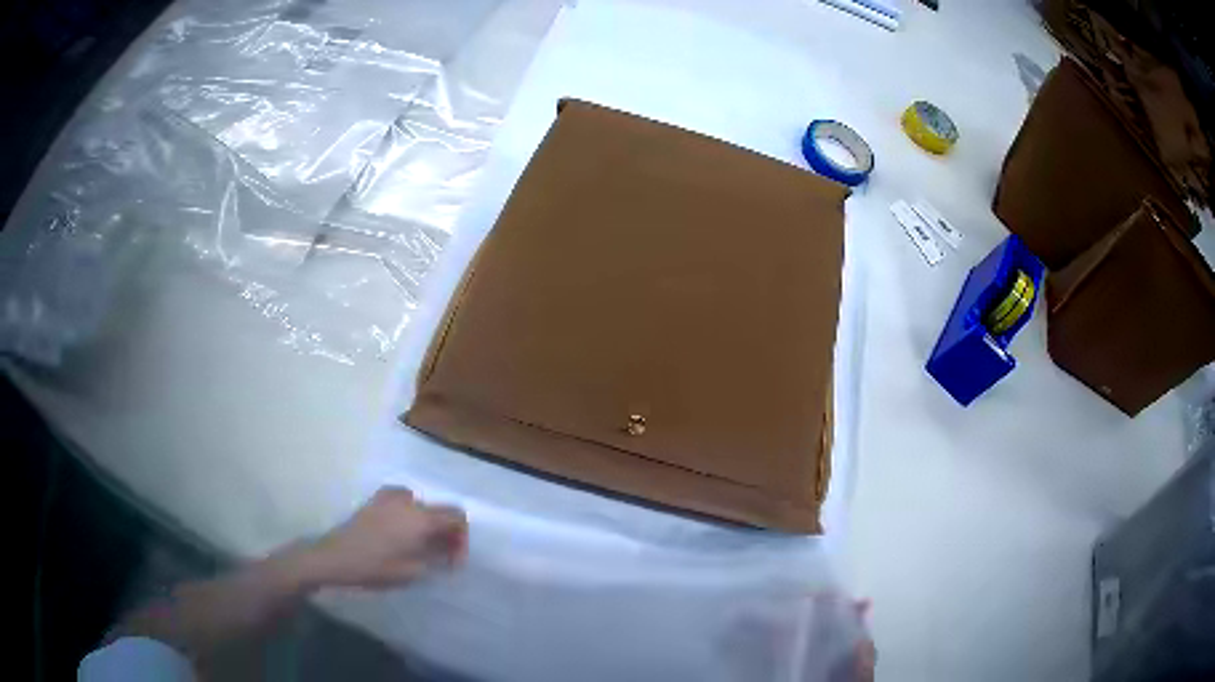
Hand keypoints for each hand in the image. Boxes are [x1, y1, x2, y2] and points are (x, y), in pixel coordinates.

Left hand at [300, 487, 468, 588]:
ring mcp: (389, 497)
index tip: (454, 561)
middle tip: (442, 558)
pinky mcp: (375, 500)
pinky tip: (401, 535)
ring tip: (422, 547)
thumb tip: (446, 551)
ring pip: (421, 507)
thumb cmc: (375, 567)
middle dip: (446, 533)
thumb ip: (435, 557)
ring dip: (428, 524)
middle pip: (440, 510)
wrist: (334, 557)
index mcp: (420, 518)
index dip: (462, 538)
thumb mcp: (412, 570)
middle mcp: (408, 501)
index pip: (456, 516)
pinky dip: (410, 517)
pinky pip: (403, 503)